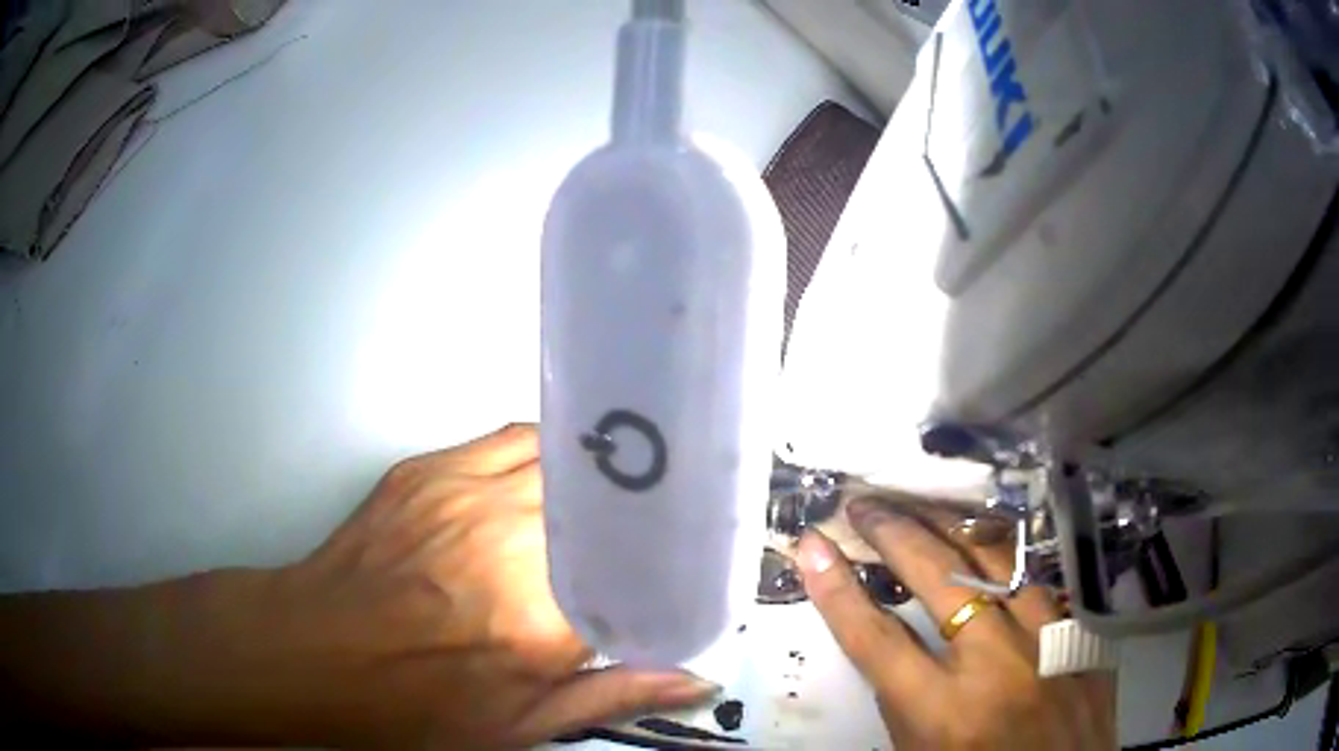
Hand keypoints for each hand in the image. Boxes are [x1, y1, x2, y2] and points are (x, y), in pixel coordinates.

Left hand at [243, 424, 714, 748]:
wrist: (318, 650)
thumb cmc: (415, 703)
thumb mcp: (519, 725)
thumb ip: (614, 698)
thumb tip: (696, 682)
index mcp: (542, 619)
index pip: (643, 567)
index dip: (676, 556)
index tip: (694, 559)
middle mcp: (513, 539)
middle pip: (611, 499)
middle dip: (647, 506)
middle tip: (666, 520)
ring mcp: (467, 491)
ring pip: (567, 455)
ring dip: (602, 472)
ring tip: (624, 488)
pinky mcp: (431, 468)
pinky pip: (515, 438)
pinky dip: (551, 451)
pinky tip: (557, 474)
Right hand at [796, 497, 1116, 749]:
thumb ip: (901, 696)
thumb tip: (886, 631)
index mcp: (945, 713)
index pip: (876, 639)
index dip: (837, 590)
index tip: (812, 546)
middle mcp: (998, 666)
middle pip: (938, 578)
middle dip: (894, 533)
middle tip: (864, 506)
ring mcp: (1049, 639)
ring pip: (996, 558)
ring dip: (950, 526)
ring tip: (918, 507)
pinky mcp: (1080, 630)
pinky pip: (1037, 576)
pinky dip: (1004, 554)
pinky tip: (984, 535)